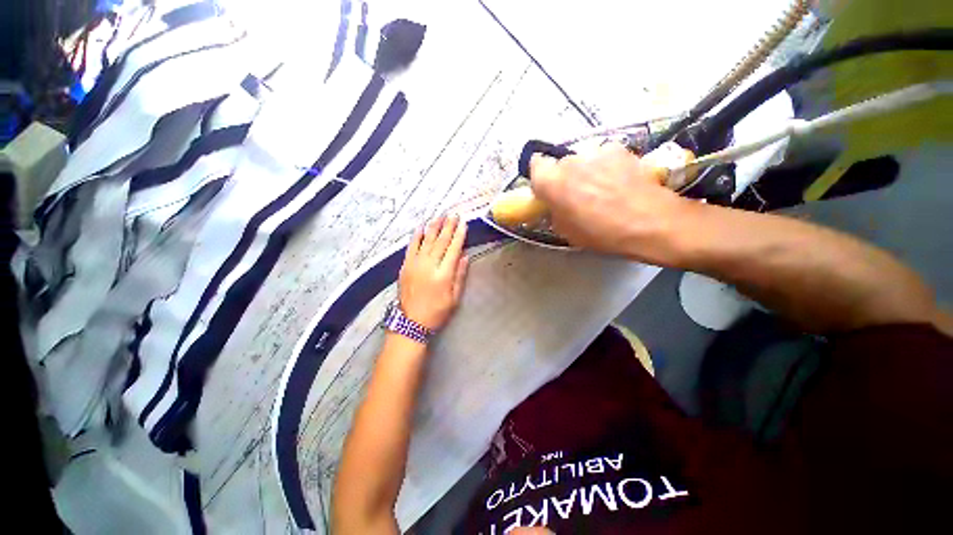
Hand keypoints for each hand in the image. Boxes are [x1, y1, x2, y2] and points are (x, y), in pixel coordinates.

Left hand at [399, 214, 468, 330]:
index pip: (453, 249)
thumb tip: (464, 256)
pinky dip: (416, 236)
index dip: (459, 235)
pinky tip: (421, 227)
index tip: (464, 224)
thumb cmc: (437, 312)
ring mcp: (415, 264)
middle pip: (441, 242)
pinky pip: (411, 247)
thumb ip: (460, 276)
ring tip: (440, 216)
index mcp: (444, 274)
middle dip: (448, 227)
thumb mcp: (454, 298)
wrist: (411, 322)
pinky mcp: (405, 266)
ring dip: (434, 227)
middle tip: (453, 215)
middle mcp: (429, 266)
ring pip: (426, 241)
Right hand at [530, 142, 695, 263]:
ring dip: (586, 170)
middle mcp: (570, 161)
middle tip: (577, 194)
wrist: (649, 222)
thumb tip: (554, 206)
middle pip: (561, 164)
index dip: (541, 177)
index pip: (535, 165)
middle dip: (566, 176)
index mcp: (552, 182)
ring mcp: (596, 152)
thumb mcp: (566, 232)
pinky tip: (619, 182)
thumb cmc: (600, 233)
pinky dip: (607, 166)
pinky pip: (604, 156)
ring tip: (602, 189)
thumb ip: (554, 212)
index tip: (548, 189)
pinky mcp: (620, 148)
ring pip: (583, 159)